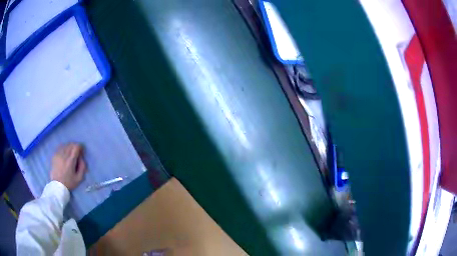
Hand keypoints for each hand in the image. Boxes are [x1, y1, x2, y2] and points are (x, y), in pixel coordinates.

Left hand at [50, 143, 87, 189]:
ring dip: (69, 147)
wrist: (57, 185)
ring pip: (65, 145)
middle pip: (71, 144)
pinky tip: (64, 154)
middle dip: (75, 147)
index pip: (76, 147)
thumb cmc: (69, 182)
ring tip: (70, 154)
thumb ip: (83, 167)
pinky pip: (60, 147)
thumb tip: (82, 158)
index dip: (80, 147)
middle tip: (77, 153)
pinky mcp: (54, 155)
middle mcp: (64, 155)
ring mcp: (58, 154)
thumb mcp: (79, 178)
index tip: (81, 152)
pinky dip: (64, 148)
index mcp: (70, 161)